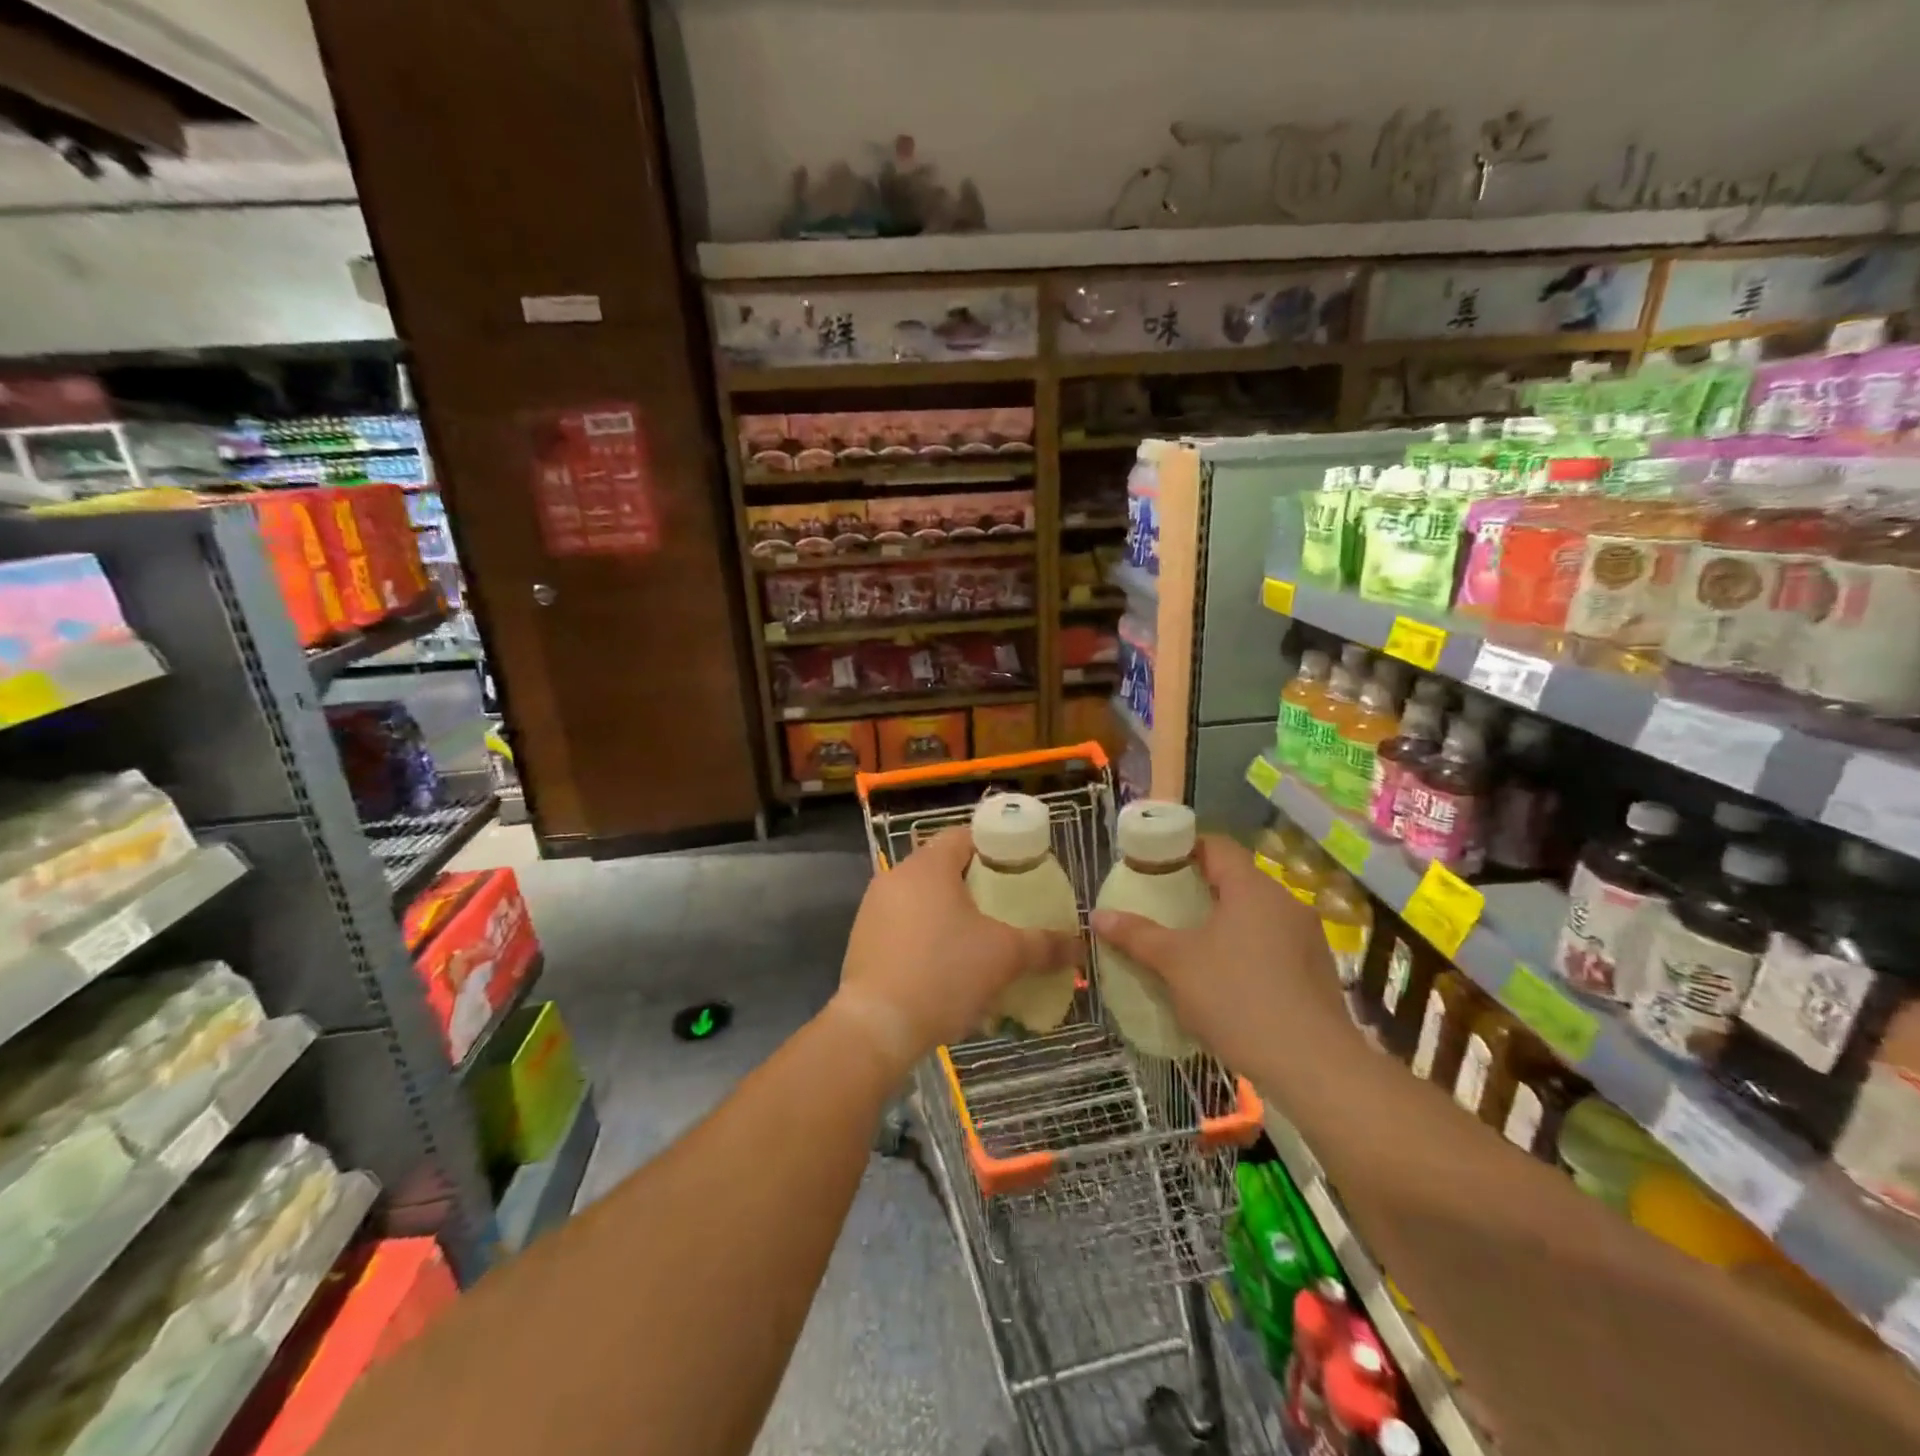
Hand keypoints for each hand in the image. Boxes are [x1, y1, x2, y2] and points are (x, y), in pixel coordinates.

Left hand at [833, 827, 1083, 1073]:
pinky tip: (947, 967)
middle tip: (1006, 907)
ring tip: (980, 940)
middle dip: (976, 885)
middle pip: (944, 867)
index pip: (965, 836)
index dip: (995, 848)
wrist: (876, 1027)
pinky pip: (904, 925)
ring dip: (951, 913)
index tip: (1020, 869)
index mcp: (928, 866)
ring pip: (923, 898)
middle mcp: (896, 877)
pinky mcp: (863, 940)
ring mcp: (874, 908)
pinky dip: (927, 936)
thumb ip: (1044, 945)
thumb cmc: (944, 974)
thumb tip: (1079, 945)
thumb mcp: (1004, 957)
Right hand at [1090, 834, 1350, 1073]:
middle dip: (1198, 888)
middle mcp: (1285, 902)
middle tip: (1164, 904)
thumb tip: (1098, 916)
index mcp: (1252, 888)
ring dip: (1224, 921)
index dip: (1182, 847)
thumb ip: (1137, 935)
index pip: (1216, 845)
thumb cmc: (1237, 998)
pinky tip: (1226, 979)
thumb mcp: (1176, 964)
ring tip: (1190, 943)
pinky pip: (1272, 944)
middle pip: (1236, 879)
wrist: (1314, 1067)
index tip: (1153, 863)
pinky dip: (1246, 949)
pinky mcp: (1316, 972)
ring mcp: (1307, 938)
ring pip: (1255, 914)